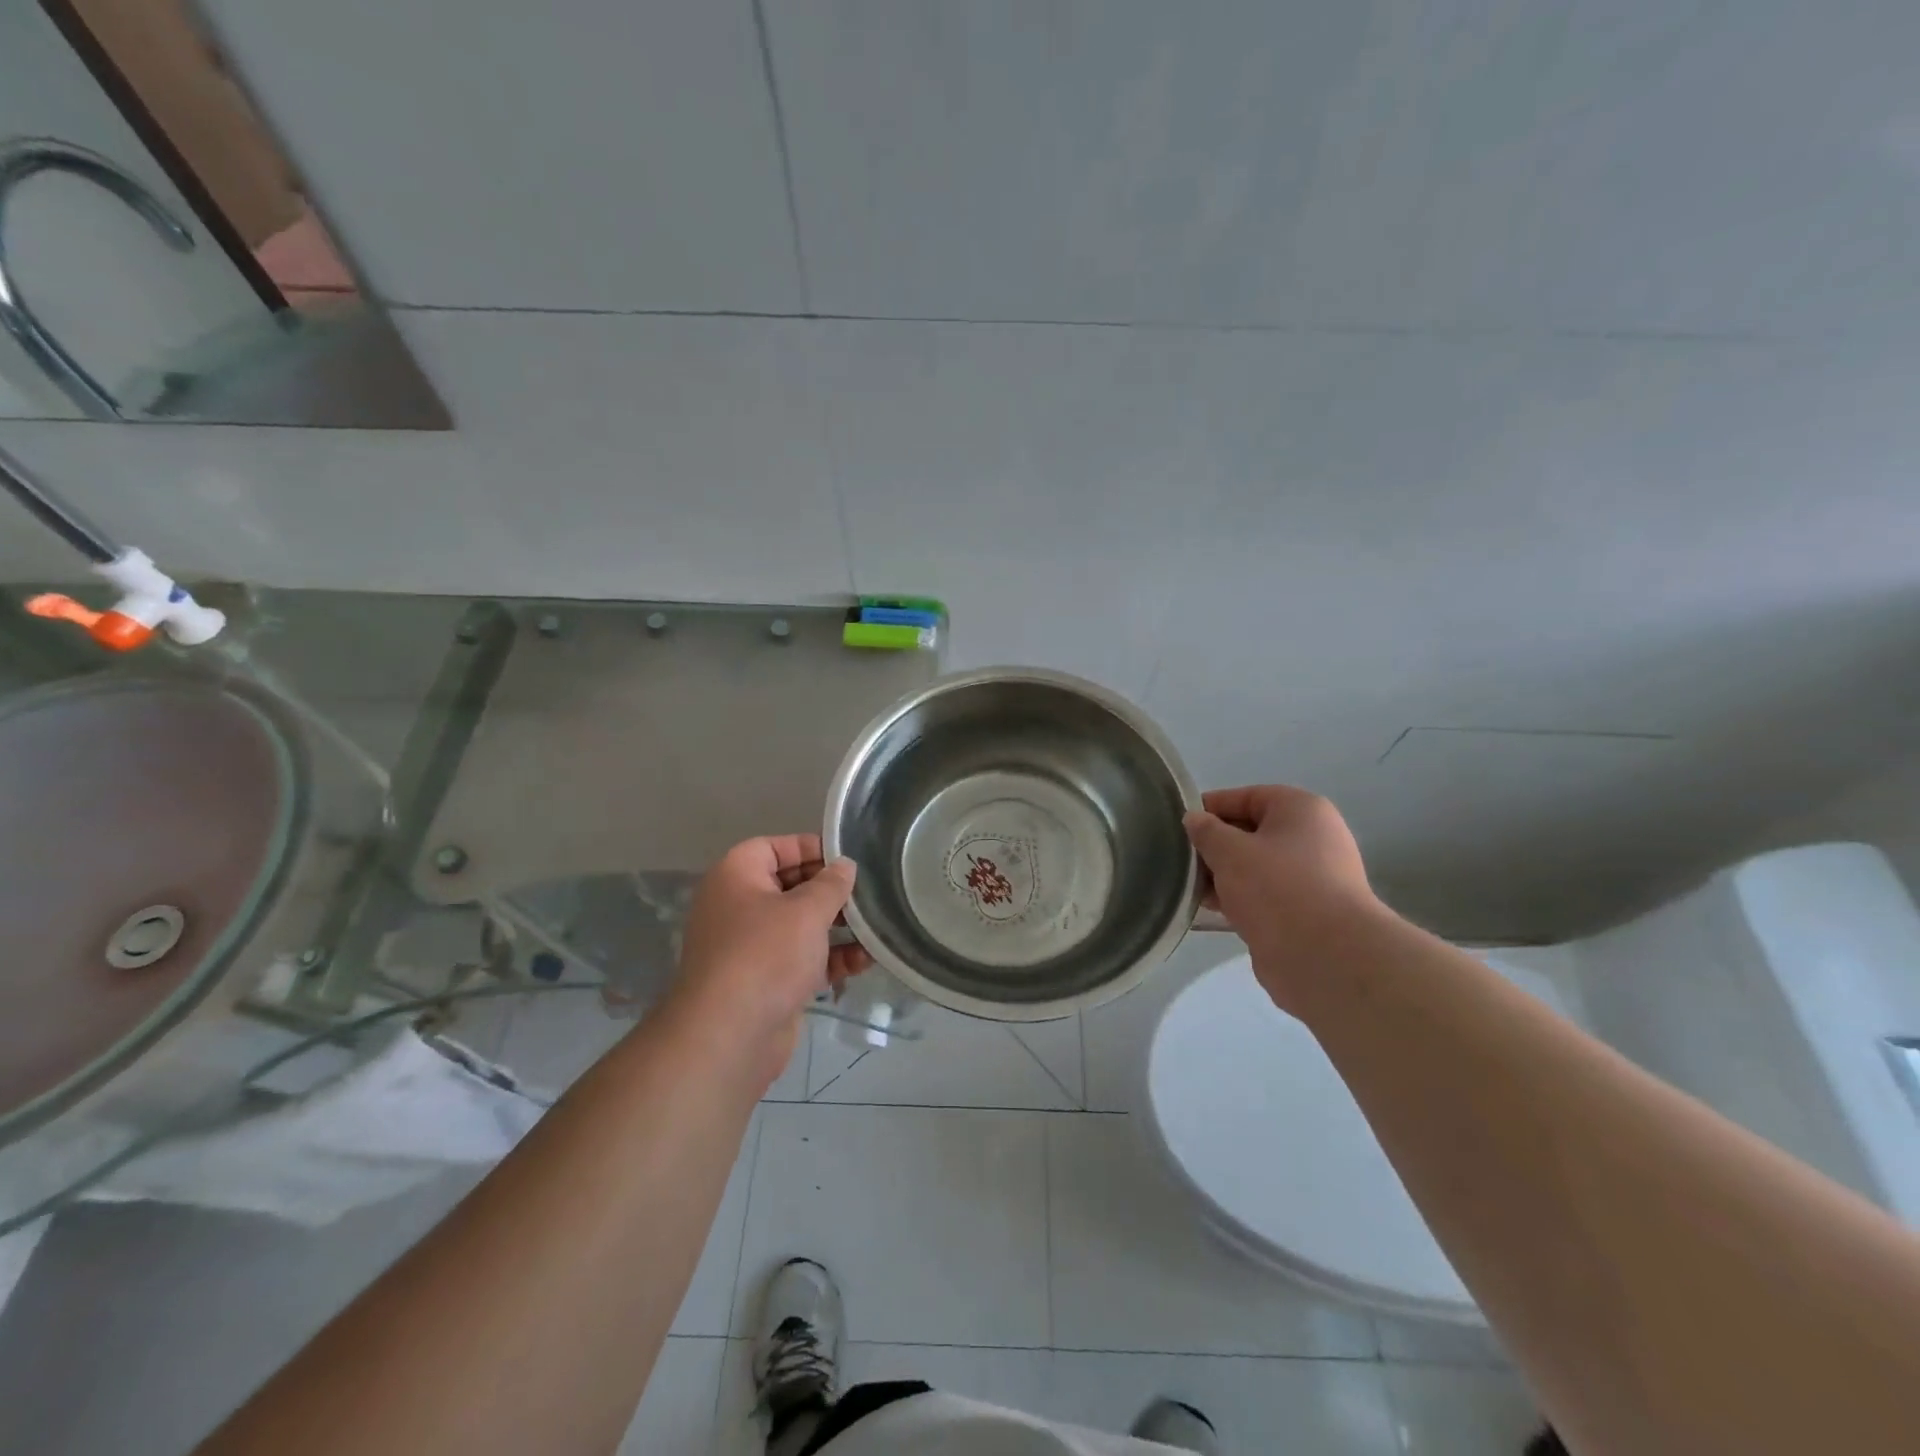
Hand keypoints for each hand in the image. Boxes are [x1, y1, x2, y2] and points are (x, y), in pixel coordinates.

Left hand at [670, 835, 870, 1086]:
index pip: (774, 847)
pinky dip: (830, 958)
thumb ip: (831, 884)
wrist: (729, 1036)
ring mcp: (752, 947)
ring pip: (800, 925)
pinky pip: (803, 959)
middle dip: (830, 891)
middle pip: (790, 886)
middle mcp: (739, 906)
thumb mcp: (806, 910)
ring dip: (837, 927)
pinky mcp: (767, 981)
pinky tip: (864, 961)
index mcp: (736, 876)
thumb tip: (844, 866)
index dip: (810, 848)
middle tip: (868, 893)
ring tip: (875, 928)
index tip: (847, 859)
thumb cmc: (766, 955)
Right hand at [1183, 785, 1386, 1014]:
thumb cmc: (1276, 887)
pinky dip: (1238, 898)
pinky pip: (1263, 895)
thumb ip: (1206, 831)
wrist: (1325, 957)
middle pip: (1251, 832)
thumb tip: (1194, 820)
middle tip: (1179, 859)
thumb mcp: (1229, 851)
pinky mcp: (1305, 912)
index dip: (1210, 807)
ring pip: (1256, 866)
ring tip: (1189, 887)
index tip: (1178, 825)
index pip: (1246, 797)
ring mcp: (1312, 877)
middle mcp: (1312, 838)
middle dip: (1214, 845)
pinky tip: (1210, 909)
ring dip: (1223, 875)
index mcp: (1301, 810)